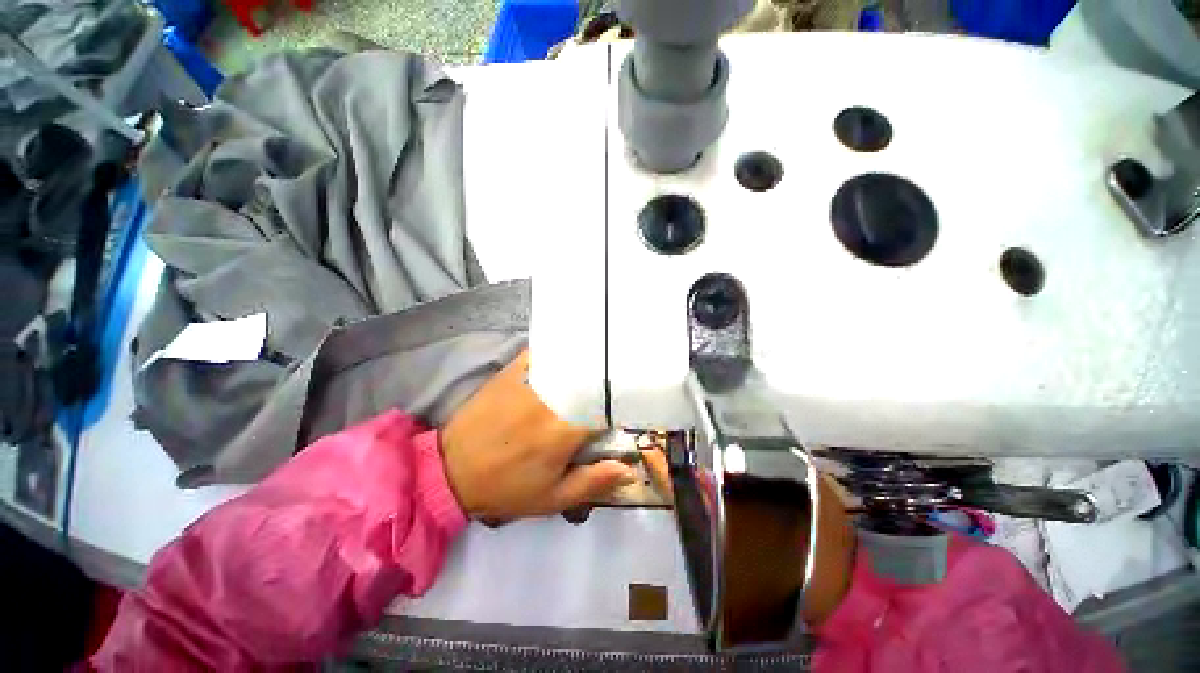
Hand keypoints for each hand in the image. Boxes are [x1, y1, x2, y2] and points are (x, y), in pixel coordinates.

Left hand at [441, 350, 636, 518]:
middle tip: (618, 384)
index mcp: (565, 431)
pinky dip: (557, 350)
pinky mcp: (512, 372)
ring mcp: (531, 382)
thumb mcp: (551, 498)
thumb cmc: (506, 488)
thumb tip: (629, 468)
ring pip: (570, 364)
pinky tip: (567, 348)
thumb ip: (593, 482)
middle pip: (592, 382)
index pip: (606, 409)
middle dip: (608, 383)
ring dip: (588, 364)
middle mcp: (552, 400)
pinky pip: (541, 353)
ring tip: (599, 364)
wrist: (451, 471)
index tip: (627, 409)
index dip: (621, 408)